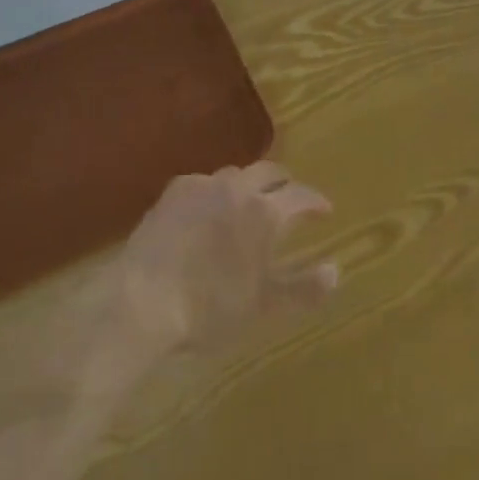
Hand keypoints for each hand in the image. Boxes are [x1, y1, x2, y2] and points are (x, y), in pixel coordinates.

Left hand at [114, 163, 339, 354]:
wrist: (142, 300)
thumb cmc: (209, 308)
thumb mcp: (263, 305)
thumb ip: (303, 287)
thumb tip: (336, 271)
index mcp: (265, 212)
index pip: (301, 195)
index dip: (316, 201)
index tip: (325, 210)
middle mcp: (238, 188)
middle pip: (270, 171)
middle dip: (285, 183)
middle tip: (291, 198)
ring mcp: (202, 185)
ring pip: (236, 174)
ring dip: (250, 184)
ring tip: (251, 202)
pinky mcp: (173, 191)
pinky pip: (204, 182)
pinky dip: (216, 192)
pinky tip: (209, 209)